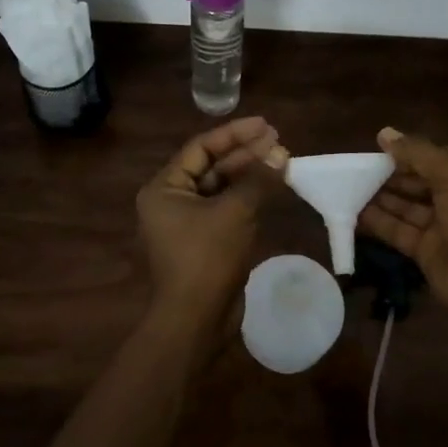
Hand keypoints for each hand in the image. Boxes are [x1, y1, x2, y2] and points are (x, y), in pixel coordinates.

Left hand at [137, 117, 288, 327]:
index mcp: (165, 188)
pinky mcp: (205, 242)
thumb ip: (258, 179)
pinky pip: (227, 209)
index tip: (266, 125)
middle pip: (212, 166)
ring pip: (222, 188)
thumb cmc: (207, 259)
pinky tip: (273, 188)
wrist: (196, 321)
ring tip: (282, 160)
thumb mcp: (234, 212)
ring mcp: (188, 223)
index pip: (201, 148)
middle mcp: (171, 201)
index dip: (235, 133)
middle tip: (279, 142)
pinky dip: (249, 198)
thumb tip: (281, 154)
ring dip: (250, 175)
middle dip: (246, 154)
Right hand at [356, 126, 447, 314]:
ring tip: (350, 186)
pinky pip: (399, 231)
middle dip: (391, 175)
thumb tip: (385, 133)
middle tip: (358, 168)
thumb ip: (417, 153)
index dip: (410, 152)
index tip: (379, 148)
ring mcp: (442, 228)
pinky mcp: (426, 252)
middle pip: (419, 182)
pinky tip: (354, 213)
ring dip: (381, 197)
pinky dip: (379, 222)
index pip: (437, 159)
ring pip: (407, 207)